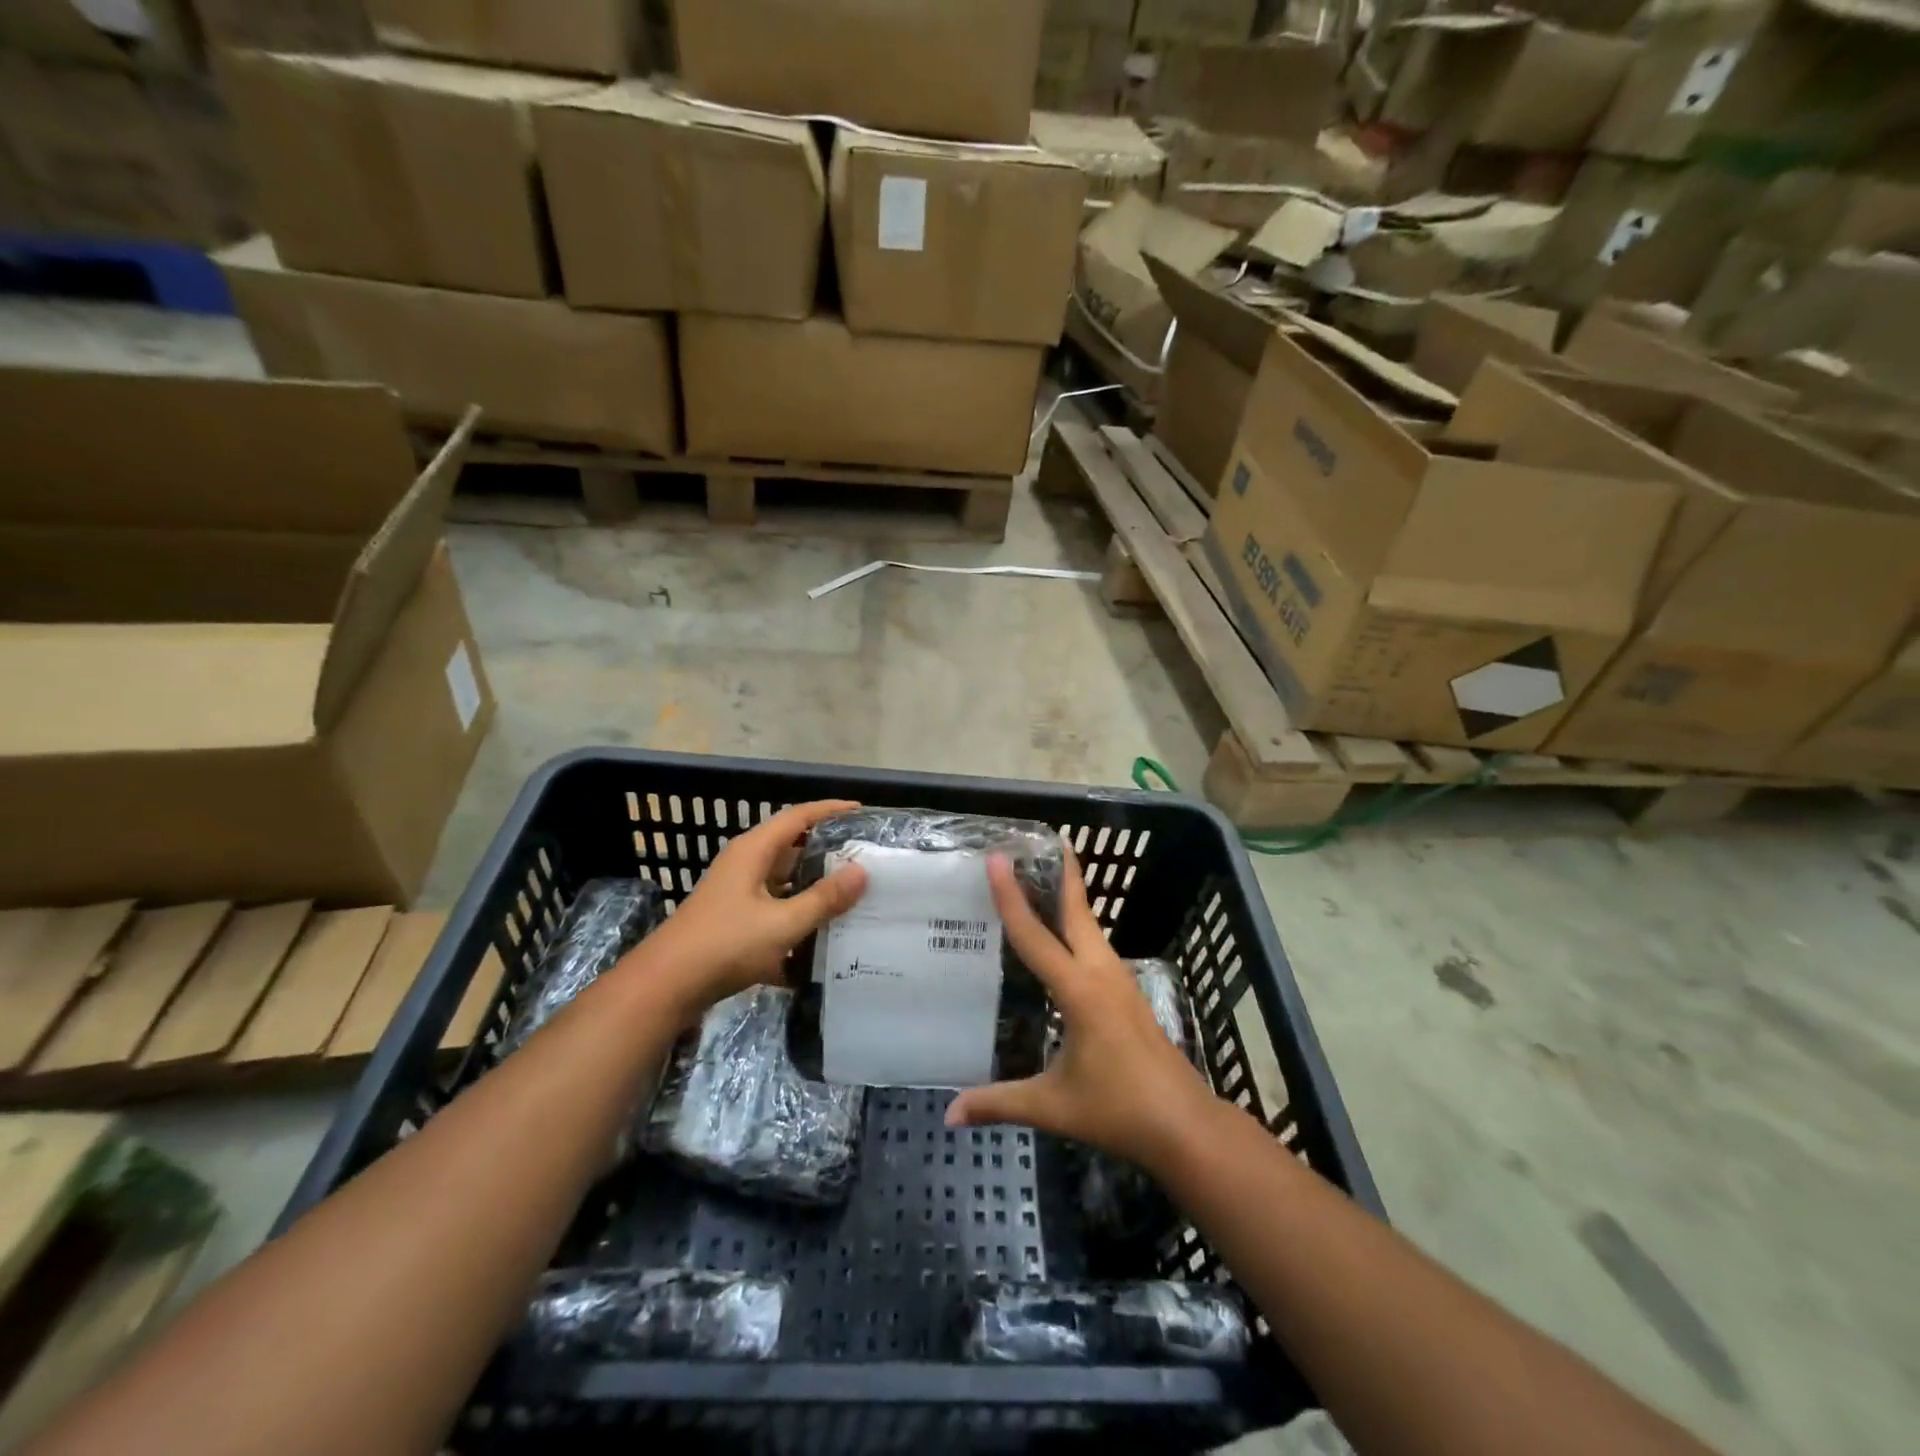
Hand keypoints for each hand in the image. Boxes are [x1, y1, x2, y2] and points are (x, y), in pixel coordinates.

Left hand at [638, 799, 867, 1017]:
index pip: (798, 817)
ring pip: (784, 881)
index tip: (862, 811)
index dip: (830, 810)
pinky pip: (775, 910)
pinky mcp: (734, 921)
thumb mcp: (783, 923)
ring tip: (854, 895)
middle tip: (866, 857)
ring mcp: (737, 894)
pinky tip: (823, 939)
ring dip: (814, 887)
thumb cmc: (725, 944)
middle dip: (827, 851)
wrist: (665, 988)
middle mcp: (745, 865)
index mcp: (754, 851)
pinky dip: (797, 918)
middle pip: (792, 847)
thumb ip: (824, 898)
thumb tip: (862, 871)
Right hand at [946, 848, 1216, 1174]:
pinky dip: (1078, 924)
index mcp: (1080, 991)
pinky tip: (1066, 933)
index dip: (1012, 897)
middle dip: (1060, 873)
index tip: (997, 860)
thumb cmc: (1118, 1110)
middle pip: (1077, 911)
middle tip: (1038, 842)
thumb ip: (999, 1103)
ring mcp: (1120, 981)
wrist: (1185, 1126)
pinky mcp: (1128, 993)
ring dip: (1070, 896)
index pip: (1036, 935)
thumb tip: (949, 1114)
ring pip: (1090, 925)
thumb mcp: (1053, 1106)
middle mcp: (1102, 973)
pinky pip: (1097, 944)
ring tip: (1045, 875)